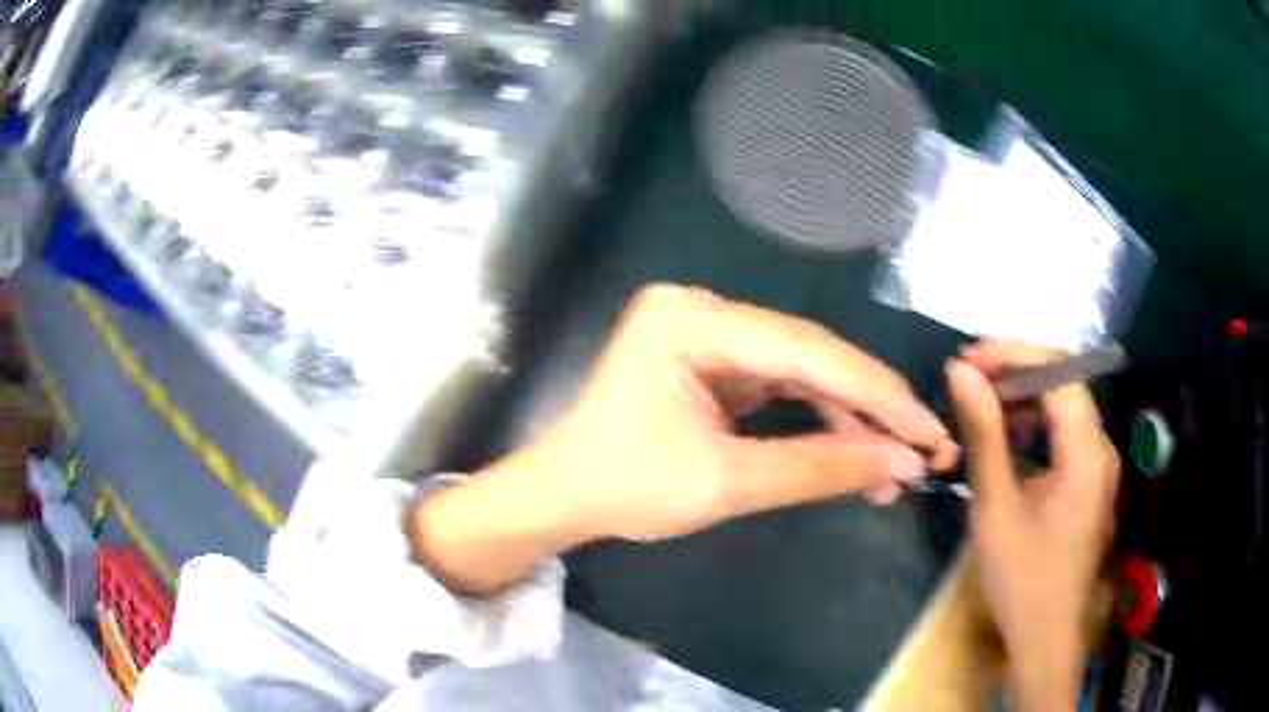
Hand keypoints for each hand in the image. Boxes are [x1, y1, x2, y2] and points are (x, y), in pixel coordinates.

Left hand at [412, 284, 958, 593]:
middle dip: (871, 408)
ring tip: (896, 465)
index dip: (877, 393)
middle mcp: (704, 310)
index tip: (928, 430)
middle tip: (924, 448)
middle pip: (811, 357)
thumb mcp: (725, 483)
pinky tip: (856, 453)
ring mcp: (710, 334)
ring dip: (851, 420)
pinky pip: (783, 386)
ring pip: (804, 373)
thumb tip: (902, 464)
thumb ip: (819, 468)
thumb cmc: (625, 488)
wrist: (564, 496)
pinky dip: (820, 421)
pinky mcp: (715, 362)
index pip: (808, 351)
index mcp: (693, 320)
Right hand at [948, 343, 1119, 710]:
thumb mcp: (996, 508)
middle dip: (1015, 373)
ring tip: (979, 408)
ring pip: (1064, 406)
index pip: (1059, 371)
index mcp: (1087, 451)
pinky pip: (1065, 434)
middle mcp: (1102, 446)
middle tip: (967, 383)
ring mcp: (1100, 463)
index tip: (968, 362)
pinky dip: (1035, 426)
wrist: (1047, 636)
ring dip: (1023, 399)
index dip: (1014, 355)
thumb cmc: (1021, 580)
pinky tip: (1007, 441)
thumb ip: (984, 434)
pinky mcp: (1092, 479)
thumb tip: (961, 372)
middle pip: (1064, 383)